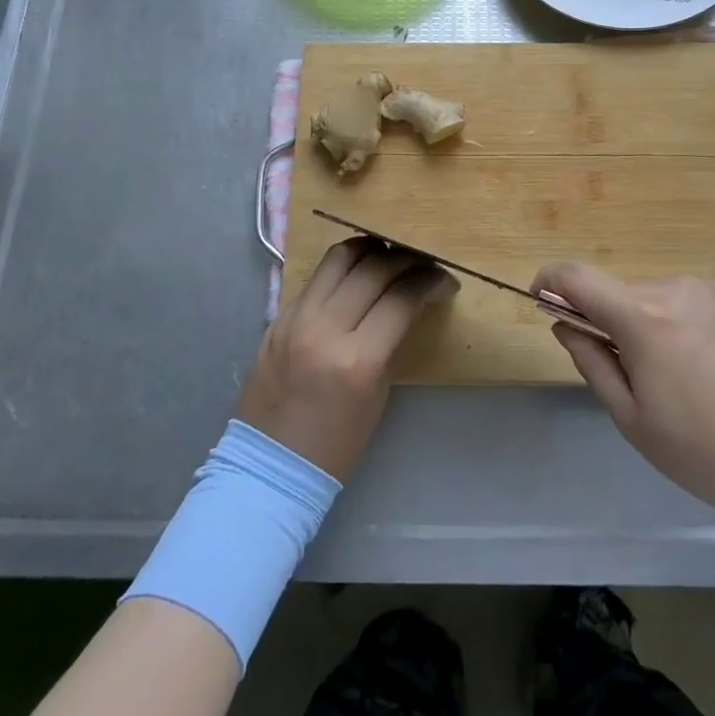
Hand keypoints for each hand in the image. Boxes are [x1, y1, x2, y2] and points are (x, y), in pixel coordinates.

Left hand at [237, 239, 455, 480]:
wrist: (270, 466)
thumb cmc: (336, 442)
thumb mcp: (377, 391)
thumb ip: (392, 338)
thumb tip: (411, 299)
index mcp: (357, 360)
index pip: (402, 298)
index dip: (430, 281)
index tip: (444, 279)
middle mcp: (325, 329)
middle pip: (374, 268)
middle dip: (406, 259)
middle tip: (422, 264)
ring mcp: (297, 318)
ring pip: (340, 257)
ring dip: (371, 250)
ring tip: (388, 255)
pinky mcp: (279, 315)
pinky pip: (317, 276)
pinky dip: (342, 266)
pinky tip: (357, 271)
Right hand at [532, 263, 714, 527]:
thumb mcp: (637, 424)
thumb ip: (593, 364)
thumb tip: (566, 325)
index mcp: (643, 316)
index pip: (576, 276)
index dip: (549, 280)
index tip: (541, 298)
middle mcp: (678, 288)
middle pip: (628, 297)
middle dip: (619, 327)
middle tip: (644, 383)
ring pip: (670, 303)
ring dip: (664, 331)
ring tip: (700, 389)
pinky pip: (709, 308)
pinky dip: (702, 332)